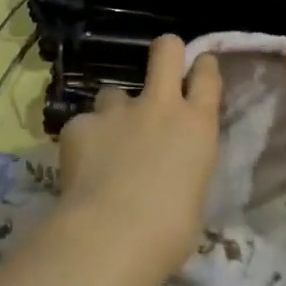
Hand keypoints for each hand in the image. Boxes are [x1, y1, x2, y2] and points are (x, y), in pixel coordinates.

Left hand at [55, 35, 222, 281]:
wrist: (112, 236)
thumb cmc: (169, 233)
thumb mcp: (193, 195)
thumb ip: (183, 167)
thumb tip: (169, 171)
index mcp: (197, 126)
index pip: (207, 75)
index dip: (202, 66)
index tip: (198, 68)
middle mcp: (159, 106)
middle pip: (165, 50)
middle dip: (165, 51)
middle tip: (160, 66)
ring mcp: (116, 111)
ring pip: (113, 92)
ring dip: (113, 112)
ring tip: (107, 144)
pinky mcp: (79, 124)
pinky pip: (83, 125)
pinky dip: (83, 142)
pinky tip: (80, 169)